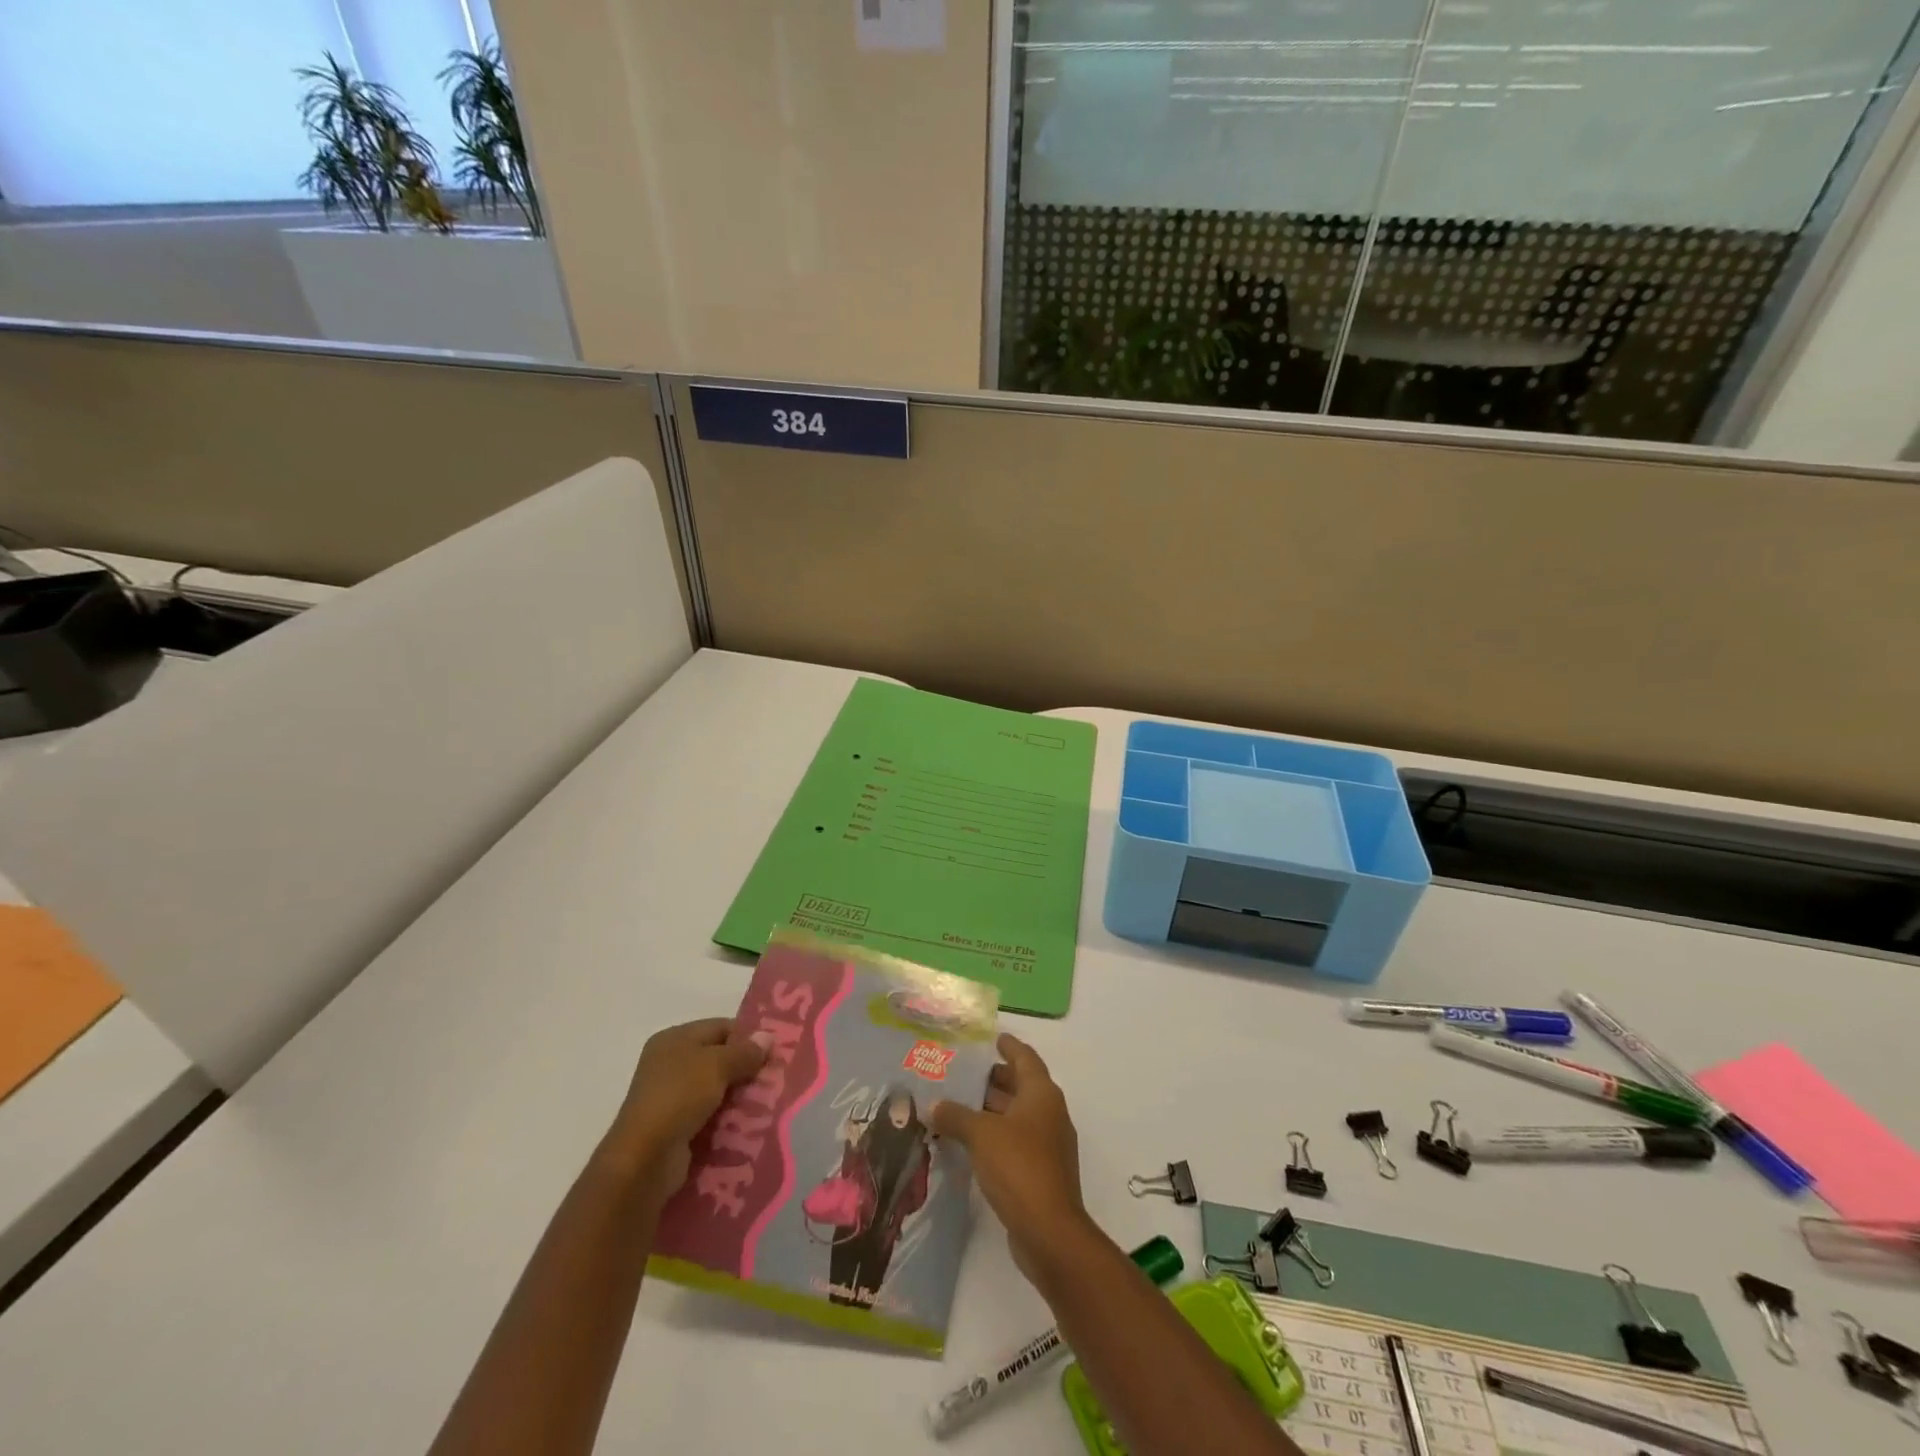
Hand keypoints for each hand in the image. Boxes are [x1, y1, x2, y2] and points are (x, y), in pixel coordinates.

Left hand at [605, 1018, 765, 1199]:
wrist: (644, 1160)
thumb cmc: (679, 1097)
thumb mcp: (717, 1065)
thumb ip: (744, 1051)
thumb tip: (768, 1037)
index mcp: (674, 1039)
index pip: (720, 1027)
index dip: (748, 1036)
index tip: (775, 1050)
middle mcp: (670, 1064)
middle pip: (719, 1059)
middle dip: (747, 1069)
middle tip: (776, 1078)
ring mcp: (671, 1098)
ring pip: (717, 1090)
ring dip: (740, 1097)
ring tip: (770, 1103)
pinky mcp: (676, 1128)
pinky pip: (710, 1116)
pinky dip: (728, 1119)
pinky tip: (751, 1125)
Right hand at [931, 1034, 1088, 1278]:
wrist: (1050, 1232)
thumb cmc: (1018, 1167)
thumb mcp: (981, 1135)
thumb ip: (955, 1116)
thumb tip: (933, 1105)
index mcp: (1041, 1094)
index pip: (1026, 1058)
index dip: (1010, 1046)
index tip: (993, 1038)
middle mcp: (1049, 1113)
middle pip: (1022, 1086)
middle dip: (996, 1079)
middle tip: (964, 1074)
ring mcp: (1048, 1144)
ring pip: (1018, 1115)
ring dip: (993, 1109)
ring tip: (959, 1105)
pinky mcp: (1041, 1172)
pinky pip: (1016, 1141)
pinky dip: (996, 1135)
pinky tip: (970, 1142)